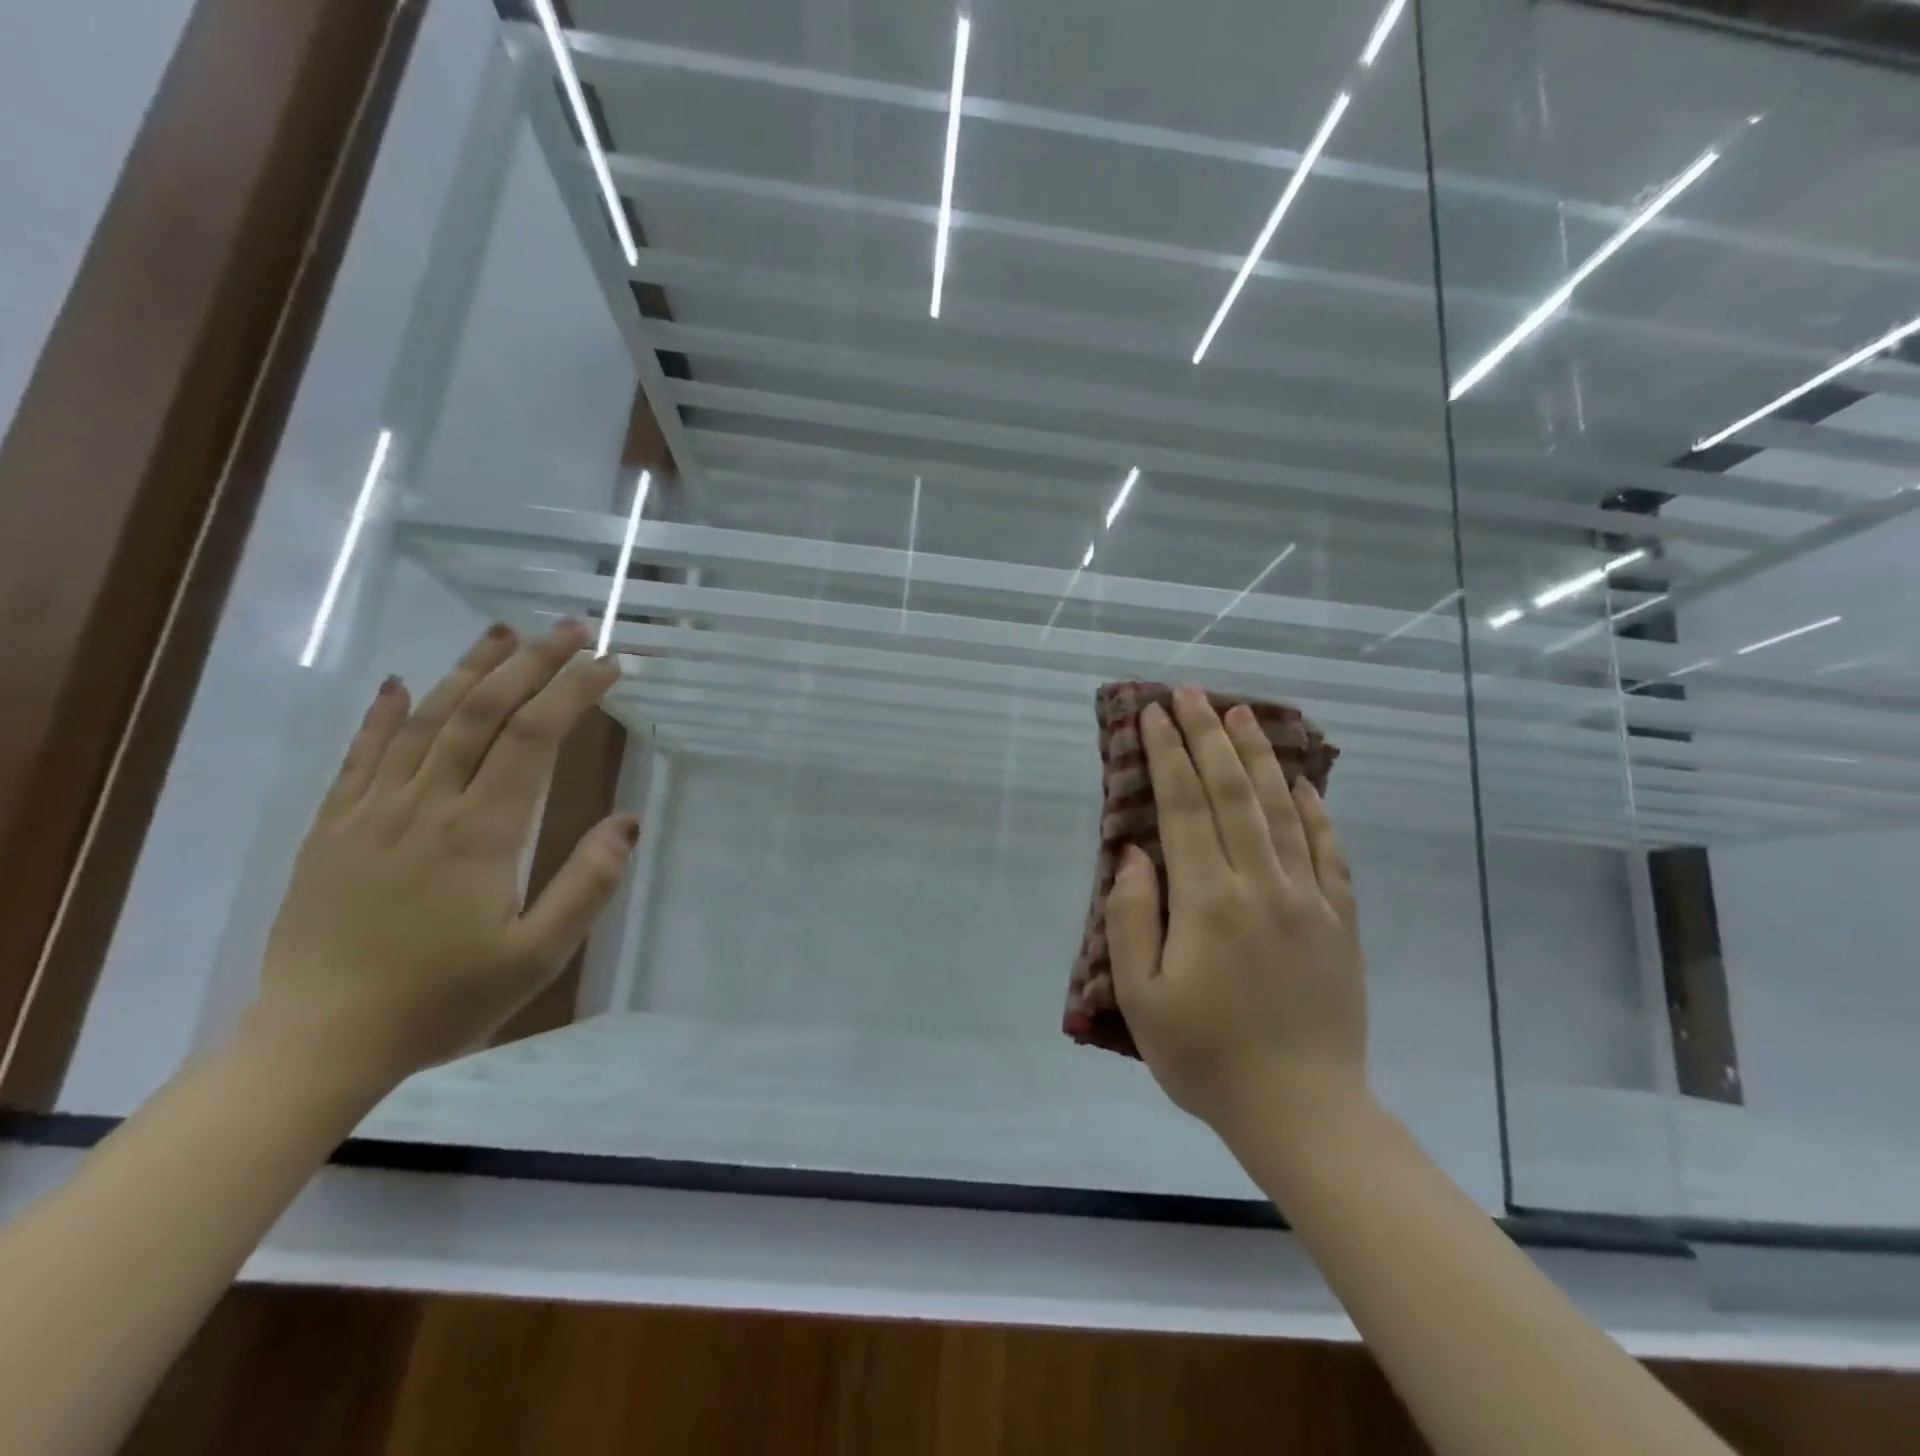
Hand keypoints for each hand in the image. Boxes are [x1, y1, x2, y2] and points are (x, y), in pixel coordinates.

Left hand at [245, 620, 636, 1091]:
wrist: (318, 1043)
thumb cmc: (442, 999)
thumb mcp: (537, 956)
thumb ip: (587, 885)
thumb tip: (628, 821)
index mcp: (481, 834)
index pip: (534, 738)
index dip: (574, 692)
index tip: (610, 664)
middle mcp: (426, 806)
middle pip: (482, 712)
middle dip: (532, 662)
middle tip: (571, 629)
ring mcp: (371, 811)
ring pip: (425, 720)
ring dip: (469, 670)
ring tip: (503, 632)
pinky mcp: (333, 828)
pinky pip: (360, 755)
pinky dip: (383, 713)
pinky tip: (400, 683)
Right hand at [1106, 688, 1367, 1143]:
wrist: (1304, 1113)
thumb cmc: (1207, 1058)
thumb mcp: (1142, 998)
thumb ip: (1131, 918)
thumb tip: (1135, 854)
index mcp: (1207, 901)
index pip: (1182, 807)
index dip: (1166, 755)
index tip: (1153, 714)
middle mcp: (1261, 884)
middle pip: (1232, 792)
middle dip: (1206, 737)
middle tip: (1190, 693)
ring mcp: (1309, 899)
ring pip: (1282, 809)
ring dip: (1257, 756)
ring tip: (1239, 714)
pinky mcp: (1341, 921)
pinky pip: (1329, 851)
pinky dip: (1315, 811)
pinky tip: (1304, 783)